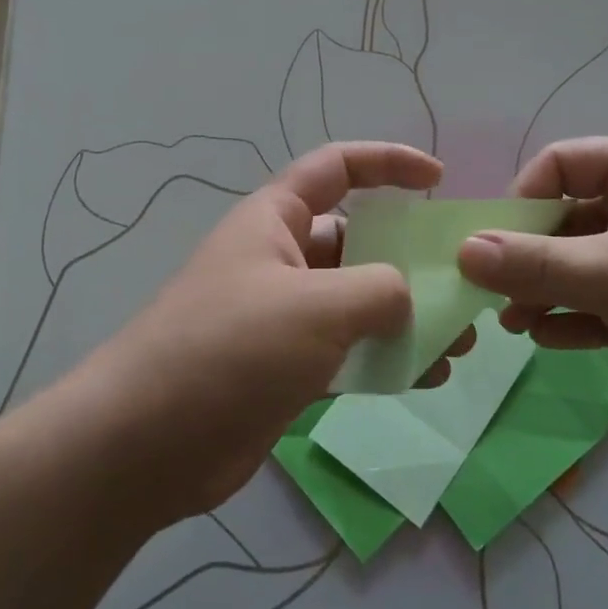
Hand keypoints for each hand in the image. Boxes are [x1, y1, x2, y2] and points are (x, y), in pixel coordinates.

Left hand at [69, 142, 441, 524]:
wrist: (145, 445)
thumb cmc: (229, 349)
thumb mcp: (315, 306)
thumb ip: (378, 290)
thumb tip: (407, 297)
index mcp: (276, 219)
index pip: (338, 167)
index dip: (389, 163)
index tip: (438, 180)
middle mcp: (280, 258)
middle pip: (357, 240)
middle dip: (411, 258)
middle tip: (462, 285)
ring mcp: (283, 316)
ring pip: (358, 301)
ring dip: (408, 316)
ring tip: (458, 342)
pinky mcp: (286, 368)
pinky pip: (348, 351)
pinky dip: (385, 358)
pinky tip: (426, 377)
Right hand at [455, 137, 607, 428]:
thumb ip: (535, 264)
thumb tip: (463, 252)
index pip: (559, 165)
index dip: (520, 200)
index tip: (493, 243)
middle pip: (562, 219)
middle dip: (525, 257)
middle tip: (491, 294)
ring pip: (577, 265)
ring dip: (542, 291)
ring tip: (511, 324)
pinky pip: (599, 303)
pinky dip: (571, 318)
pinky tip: (544, 339)